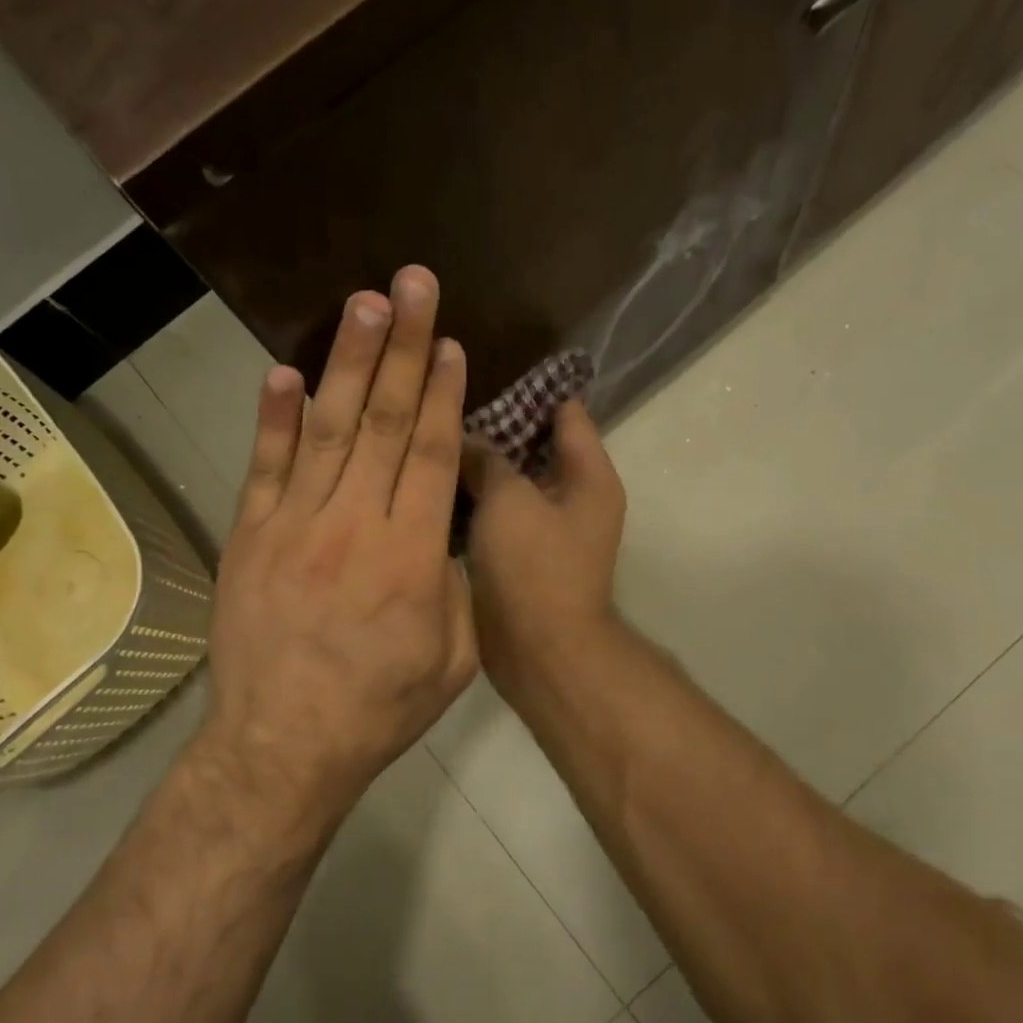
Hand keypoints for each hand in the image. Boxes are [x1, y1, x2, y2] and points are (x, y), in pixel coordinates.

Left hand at [201, 266, 477, 821]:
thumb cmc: (379, 708)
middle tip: (412, 285)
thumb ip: (455, 587)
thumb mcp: (455, 658)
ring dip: (347, 362)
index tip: (449, 341)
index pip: (428, 453)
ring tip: (364, 304)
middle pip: (382, 422)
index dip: (440, 392)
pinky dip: (274, 418)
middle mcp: (352, 524)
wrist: (282, 746)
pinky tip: (285, 372)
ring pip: (327, 429)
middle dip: (402, 348)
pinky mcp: (249, 537)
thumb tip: (444, 535)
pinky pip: (264, 467)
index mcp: (411, 556)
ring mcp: (293, 526)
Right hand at [462, 401, 627, 704]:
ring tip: (433, 437)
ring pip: (515, 480)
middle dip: (496, 426)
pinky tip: (437, 484)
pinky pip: (503, 513)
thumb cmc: (533, 567)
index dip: (528, 388)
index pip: (566, 411)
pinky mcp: (526, 555)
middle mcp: (577, 496)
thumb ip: (488, 459)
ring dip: (483, 465)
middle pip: (537, 444)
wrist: (540, 654)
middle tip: (445, 403)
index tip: (482, 369)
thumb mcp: (508, 499)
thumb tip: (466, 439)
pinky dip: (479, 500)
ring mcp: (552, 528)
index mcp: (590, 475)